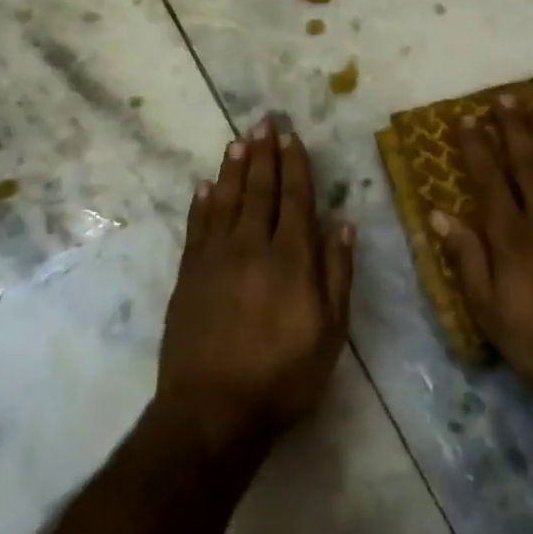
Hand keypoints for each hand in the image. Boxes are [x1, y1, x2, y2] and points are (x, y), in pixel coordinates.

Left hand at [156, 118, 354, 450]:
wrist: (212, 412)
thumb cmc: (283, 376)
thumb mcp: (330, 333)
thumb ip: (337, 274)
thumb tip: (344, 224)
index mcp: (291, 259)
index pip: (295, 199)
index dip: (295, 165)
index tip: (292, 137)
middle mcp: (253, 247)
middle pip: (260, 190)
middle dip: (263, 154)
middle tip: (264, 122)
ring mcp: (216, 259)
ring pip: (226, 201)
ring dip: (233, 169)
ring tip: (238, 141)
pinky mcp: (189, 276)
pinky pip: (197, 227)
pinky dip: (202, 203)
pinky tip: (205, 185)